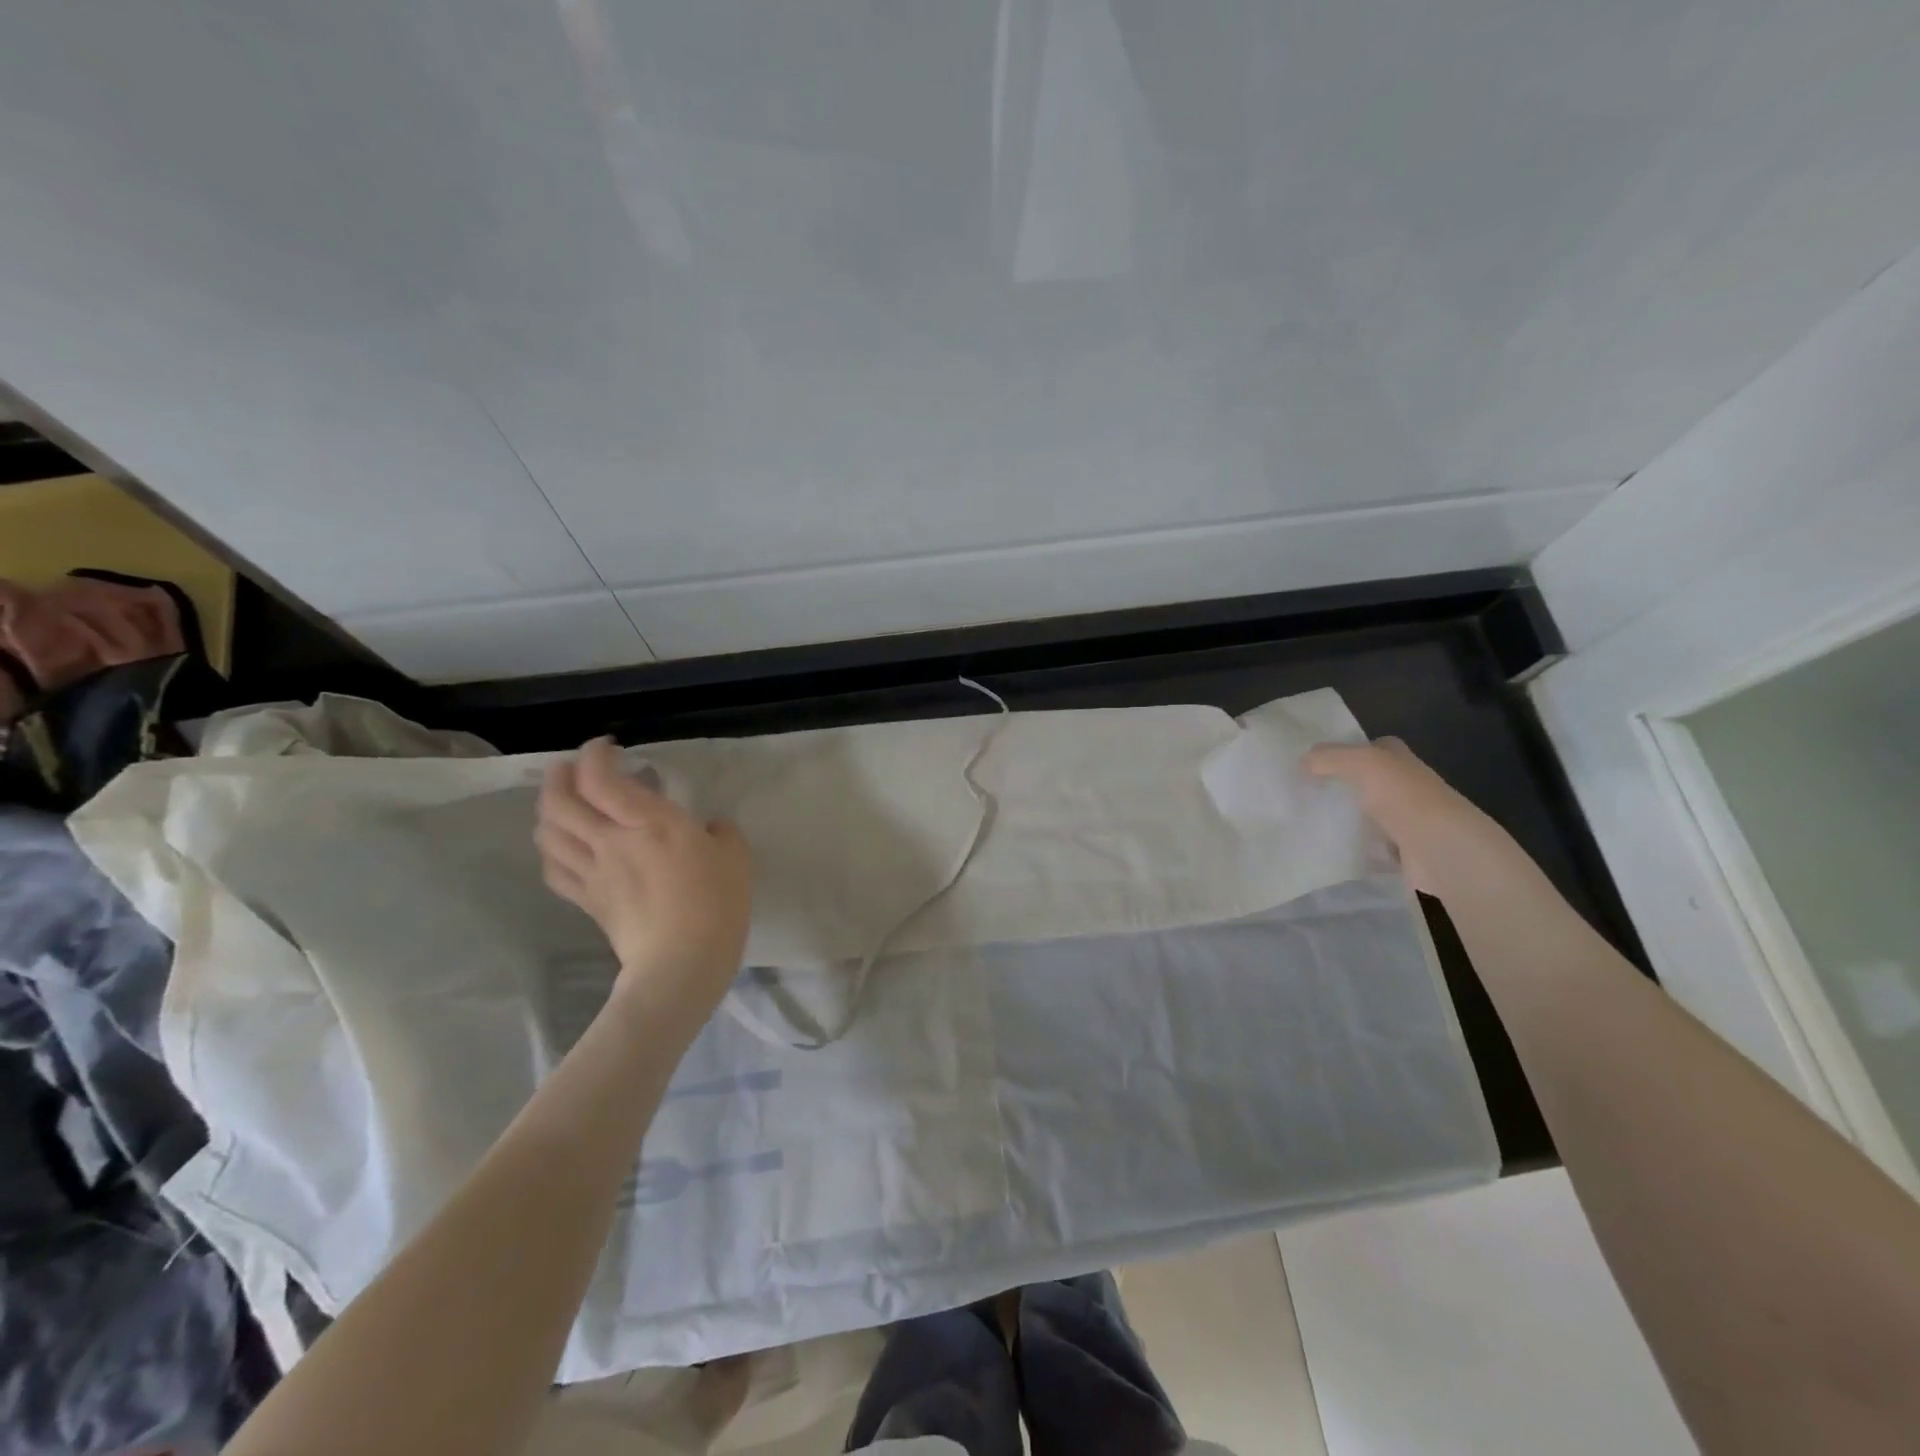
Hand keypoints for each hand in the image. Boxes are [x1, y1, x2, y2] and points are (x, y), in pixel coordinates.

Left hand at [535, 738, 752, 1019]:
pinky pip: (554, 869)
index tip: (608, 747)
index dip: (595, 754)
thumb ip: (720, 832)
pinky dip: (551, 850)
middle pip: (559, 800)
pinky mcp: (587, 901)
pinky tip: (562, 847)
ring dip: (548, 809)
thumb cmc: (716, 904)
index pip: (600, 778)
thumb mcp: (736, 856)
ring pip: (548, 832)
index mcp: (649, 822)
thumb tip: (708, 828)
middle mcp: (610, 840)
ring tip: (562, 802)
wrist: (682, 965)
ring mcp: (593, 872)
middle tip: (573, 767)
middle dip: (560, 775)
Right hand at [1303, 737, 1529, 896]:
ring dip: (1347, 819)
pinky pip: (1372, 847)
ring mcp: (1408, 822)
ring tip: (1309, 821)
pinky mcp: (1404, 853)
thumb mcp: (1362, 763)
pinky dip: (1356, 848)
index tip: (1315, 763)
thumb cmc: (1404, 798)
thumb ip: (1329, 757)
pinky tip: (1332, 848)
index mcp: (1403, 761)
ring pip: (1369, 814)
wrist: (1440, 852)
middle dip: (1342, 787)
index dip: (1348, 751)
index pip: (1374, 748)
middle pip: (1370, 782)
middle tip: (1304, 793)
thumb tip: (1303, 762)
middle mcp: (1408, 787)